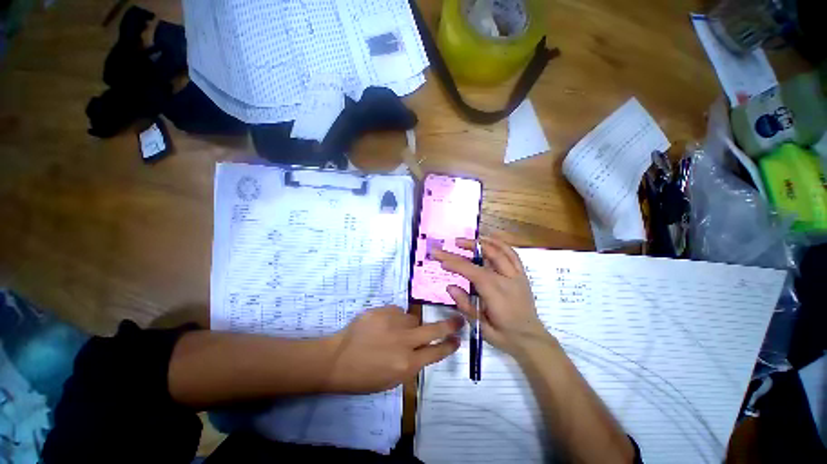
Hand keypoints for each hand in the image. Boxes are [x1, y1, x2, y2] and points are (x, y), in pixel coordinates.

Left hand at [326, 306, 462, 392]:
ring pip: (412, 318)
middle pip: (433, 330)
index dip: (449, 346)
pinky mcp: (383, 311)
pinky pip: (397, 311)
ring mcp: (394, 323)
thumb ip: (411, 363)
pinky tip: (382, 325)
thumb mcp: (392, 380)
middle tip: (458, 319)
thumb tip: (424, 348)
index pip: (436, 353)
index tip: (457, 339)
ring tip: (392, 332)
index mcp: (407, 365)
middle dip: (448, 325)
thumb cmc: (363, 376)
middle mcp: (404, 342)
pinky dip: (394, 318)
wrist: (337, 359)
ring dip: (408, 324)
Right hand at [433, 237, 548, 354]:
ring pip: (500, 250)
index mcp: (496, 293)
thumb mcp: (481, 326)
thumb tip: (450, 286)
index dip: (455, 263)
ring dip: (483, 242)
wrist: (531, 339)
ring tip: (468, 240)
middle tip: (452, 243)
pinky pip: (512, 254)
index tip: (441, 259)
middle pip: (487, 255)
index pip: (472, 271)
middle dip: (468, 246)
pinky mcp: (522, 274)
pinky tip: (489, 240)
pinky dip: (500, 244)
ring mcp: (517, 275)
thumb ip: (465, 305)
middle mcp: (508, 279)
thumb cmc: (504, 335)